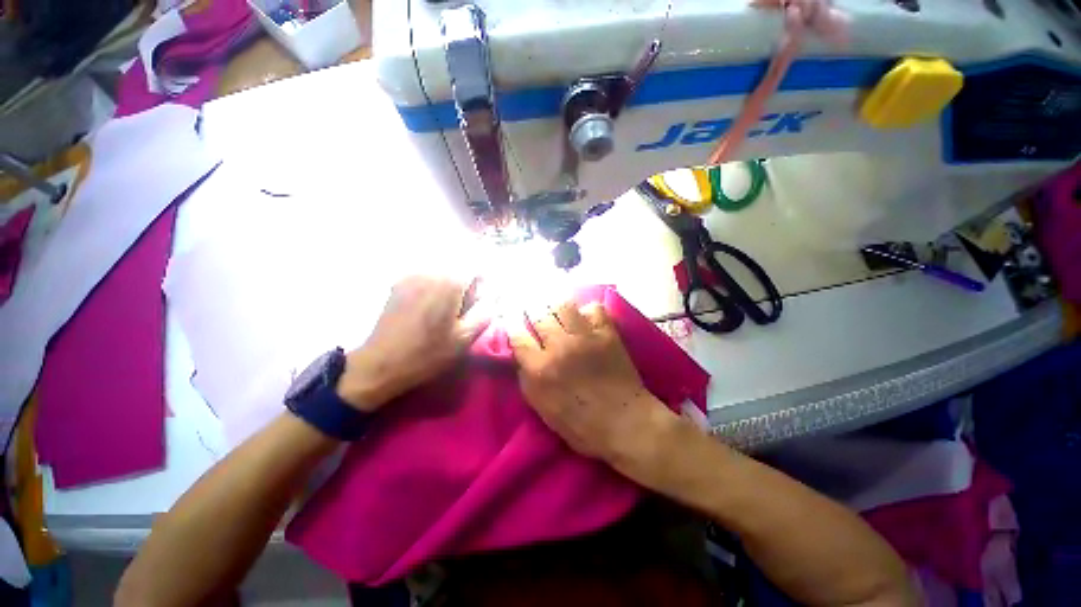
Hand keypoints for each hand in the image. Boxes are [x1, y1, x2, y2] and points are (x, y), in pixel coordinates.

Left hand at [337, 275, 489, 411]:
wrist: (382, 363)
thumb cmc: (428, 353)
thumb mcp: (465, 338)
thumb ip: (485, 312)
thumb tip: (492, 296)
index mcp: (449, 283)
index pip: (476, 266)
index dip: (483, 281)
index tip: (482, 299)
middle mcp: (430, 271)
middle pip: (458, 267)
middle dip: (466, 284)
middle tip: (464, 309)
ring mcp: (412, 275)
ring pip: (442, 271)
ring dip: (451, 285)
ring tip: (446, 310)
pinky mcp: (399, 283)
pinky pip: (427, 277)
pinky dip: (435, 287)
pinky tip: (429, 309)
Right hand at [508, 300, 679, 475]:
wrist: (624, 423)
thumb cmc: (580, 424)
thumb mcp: (542, 409)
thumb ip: (527, 378)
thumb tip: (522, 354)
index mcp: (540, 369)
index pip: (517, 335)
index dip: (512, 324)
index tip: (511, 318)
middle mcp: (559, 346)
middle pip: (538, 314)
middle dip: (530, 308)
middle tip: (531, 307)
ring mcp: (585, 337)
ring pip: (563, 304)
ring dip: (554, 304)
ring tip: (554, 308)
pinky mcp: (607, 333)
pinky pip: (594, 308)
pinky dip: (587, 310)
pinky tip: (584, 317)